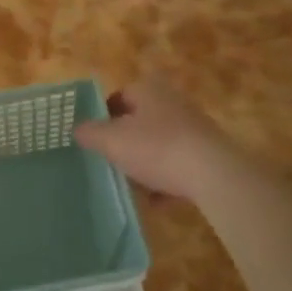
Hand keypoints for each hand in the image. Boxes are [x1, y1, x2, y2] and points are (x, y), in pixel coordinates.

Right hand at [74, 80, 235, 201]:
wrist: (214, 175)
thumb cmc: (157, 148)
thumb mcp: (112, 141)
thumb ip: (90, 133)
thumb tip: (77, 129)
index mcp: (148, 89)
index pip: (118, 96)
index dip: (102, 117)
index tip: (93, 139)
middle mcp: (172, 101)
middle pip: (139, 120)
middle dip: (125, 142)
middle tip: (110, 162)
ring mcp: (194, 127)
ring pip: (159, 144)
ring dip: (146, 163)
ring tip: (133, 186)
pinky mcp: (209, 153)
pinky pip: (179, 164)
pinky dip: (167, 180)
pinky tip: (158, 201)